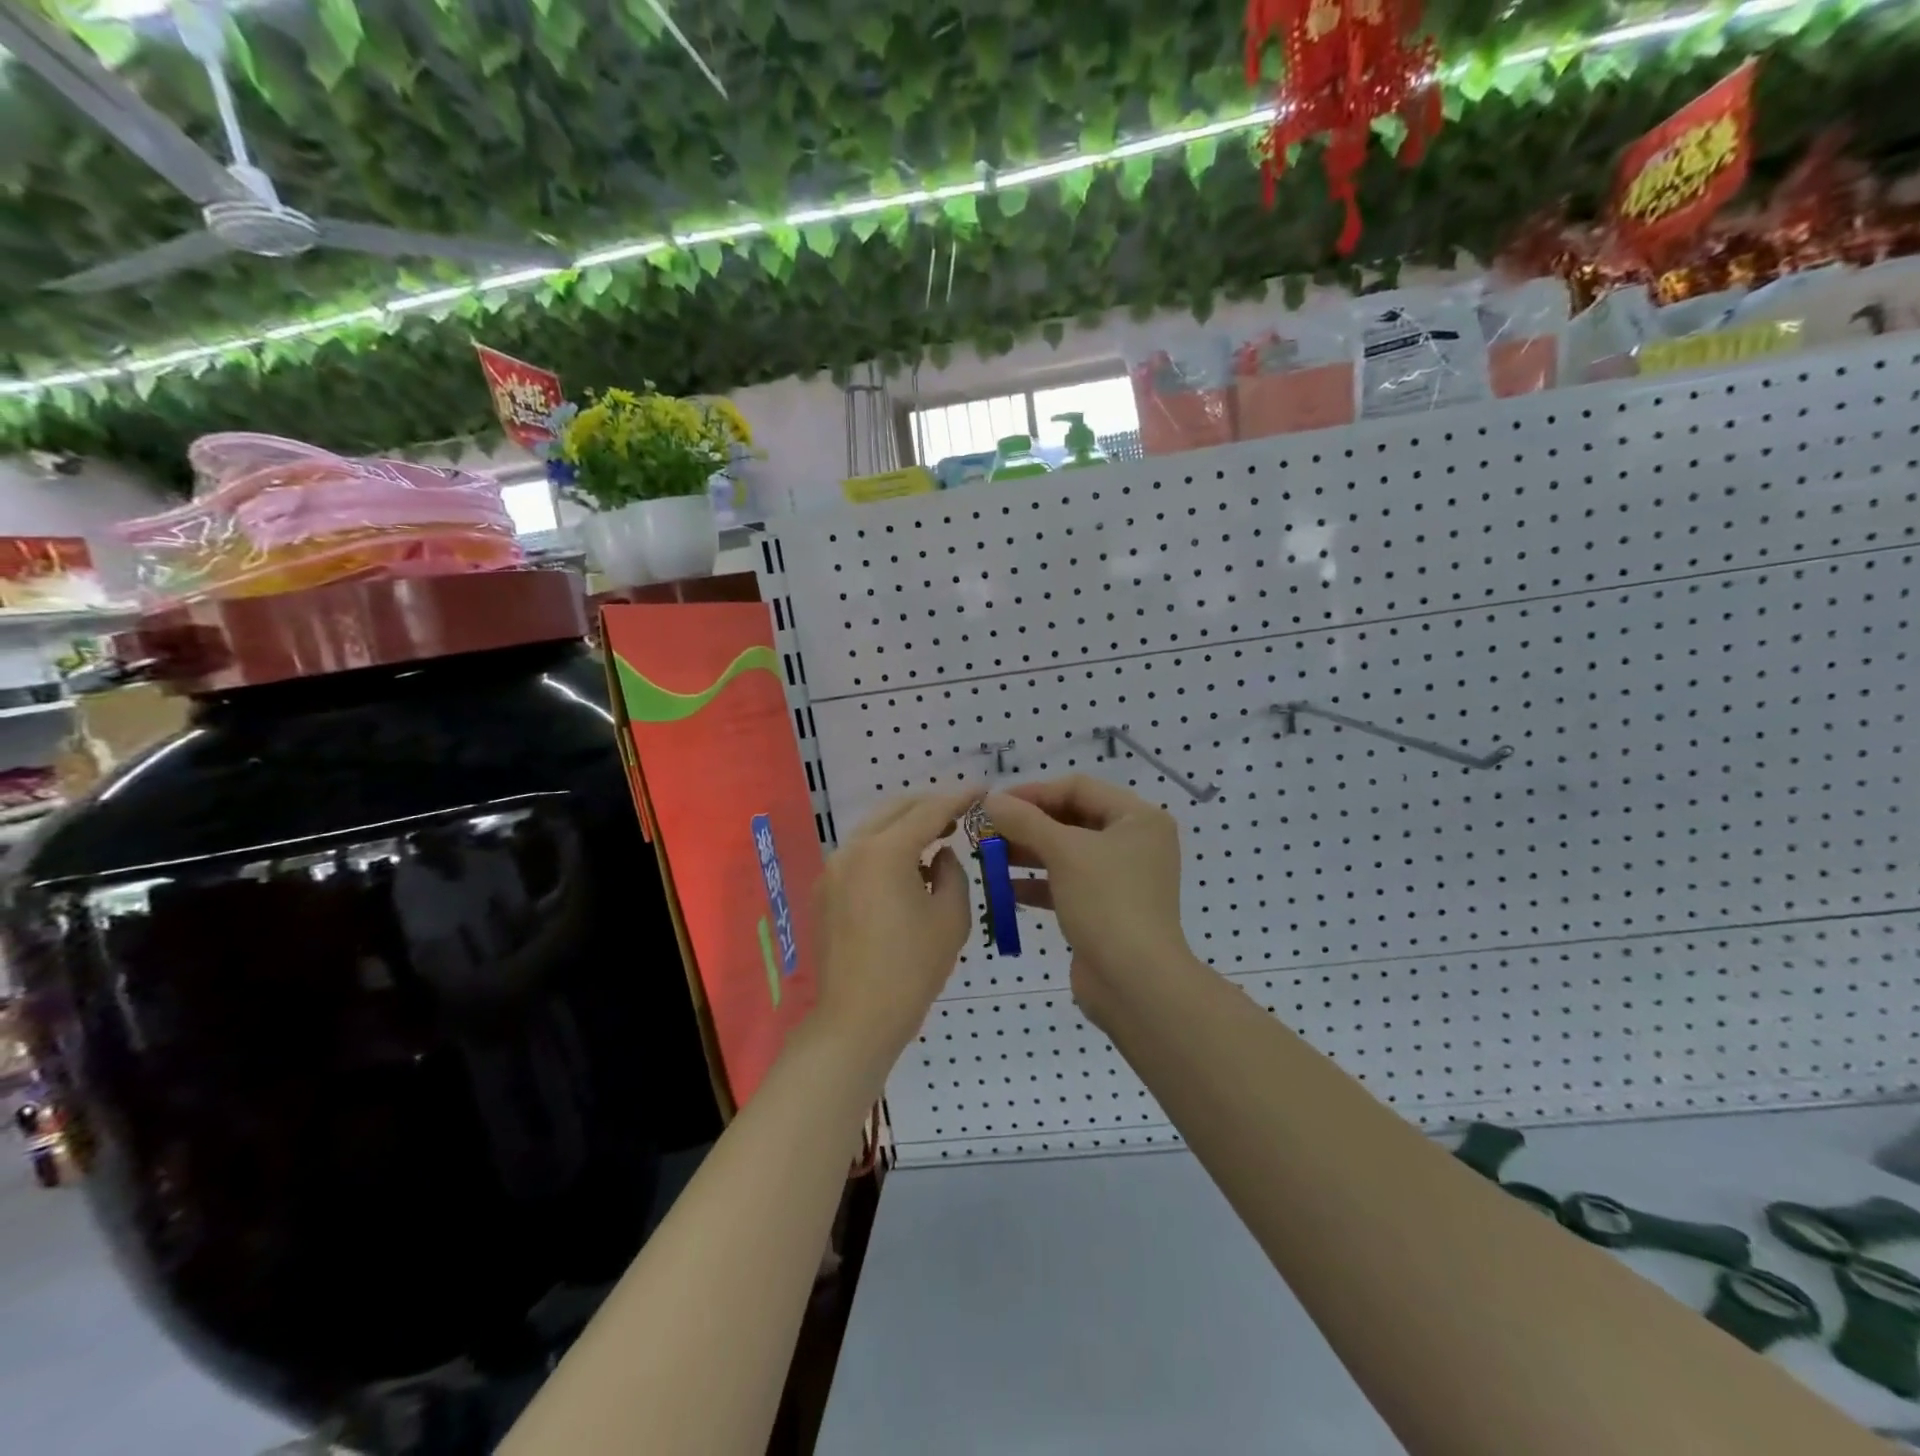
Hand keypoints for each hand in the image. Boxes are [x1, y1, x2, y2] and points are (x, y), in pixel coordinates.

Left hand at [812, 788, 974, 1071]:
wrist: (856, 1020)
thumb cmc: (912, 970)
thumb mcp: (950, 918)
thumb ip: (952, 872)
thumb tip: (940, 855)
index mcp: (885, 852)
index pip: (929, 811)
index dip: (959, 798)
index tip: (983, 789)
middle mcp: (852, 850)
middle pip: (895, 810)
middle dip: (930, 806)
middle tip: (961, 813)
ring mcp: (833, 869)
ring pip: (875, 829)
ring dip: (906, 826)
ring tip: (938, 837)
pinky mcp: (825, 890)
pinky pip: (861, 853)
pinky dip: (886, 848)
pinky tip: (908, 867)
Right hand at [984, 777, 1195, 1022]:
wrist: (1135, 984)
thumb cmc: (1107, 903)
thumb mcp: (1064, 852)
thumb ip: (1025, 821)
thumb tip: (989, 799)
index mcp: (1139, 818)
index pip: (1079, 788)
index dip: (1034, 792)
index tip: (994, 803)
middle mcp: (1134, 843)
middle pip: (1072, 818)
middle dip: (1027, 824)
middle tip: (986, 830)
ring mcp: (1121, 878)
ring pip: (1066, 853)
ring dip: (1027, 852)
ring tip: (987, 855)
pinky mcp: (1105, 909)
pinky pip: (1066, 884)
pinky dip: (1037, 883)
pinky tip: (1004, 888)